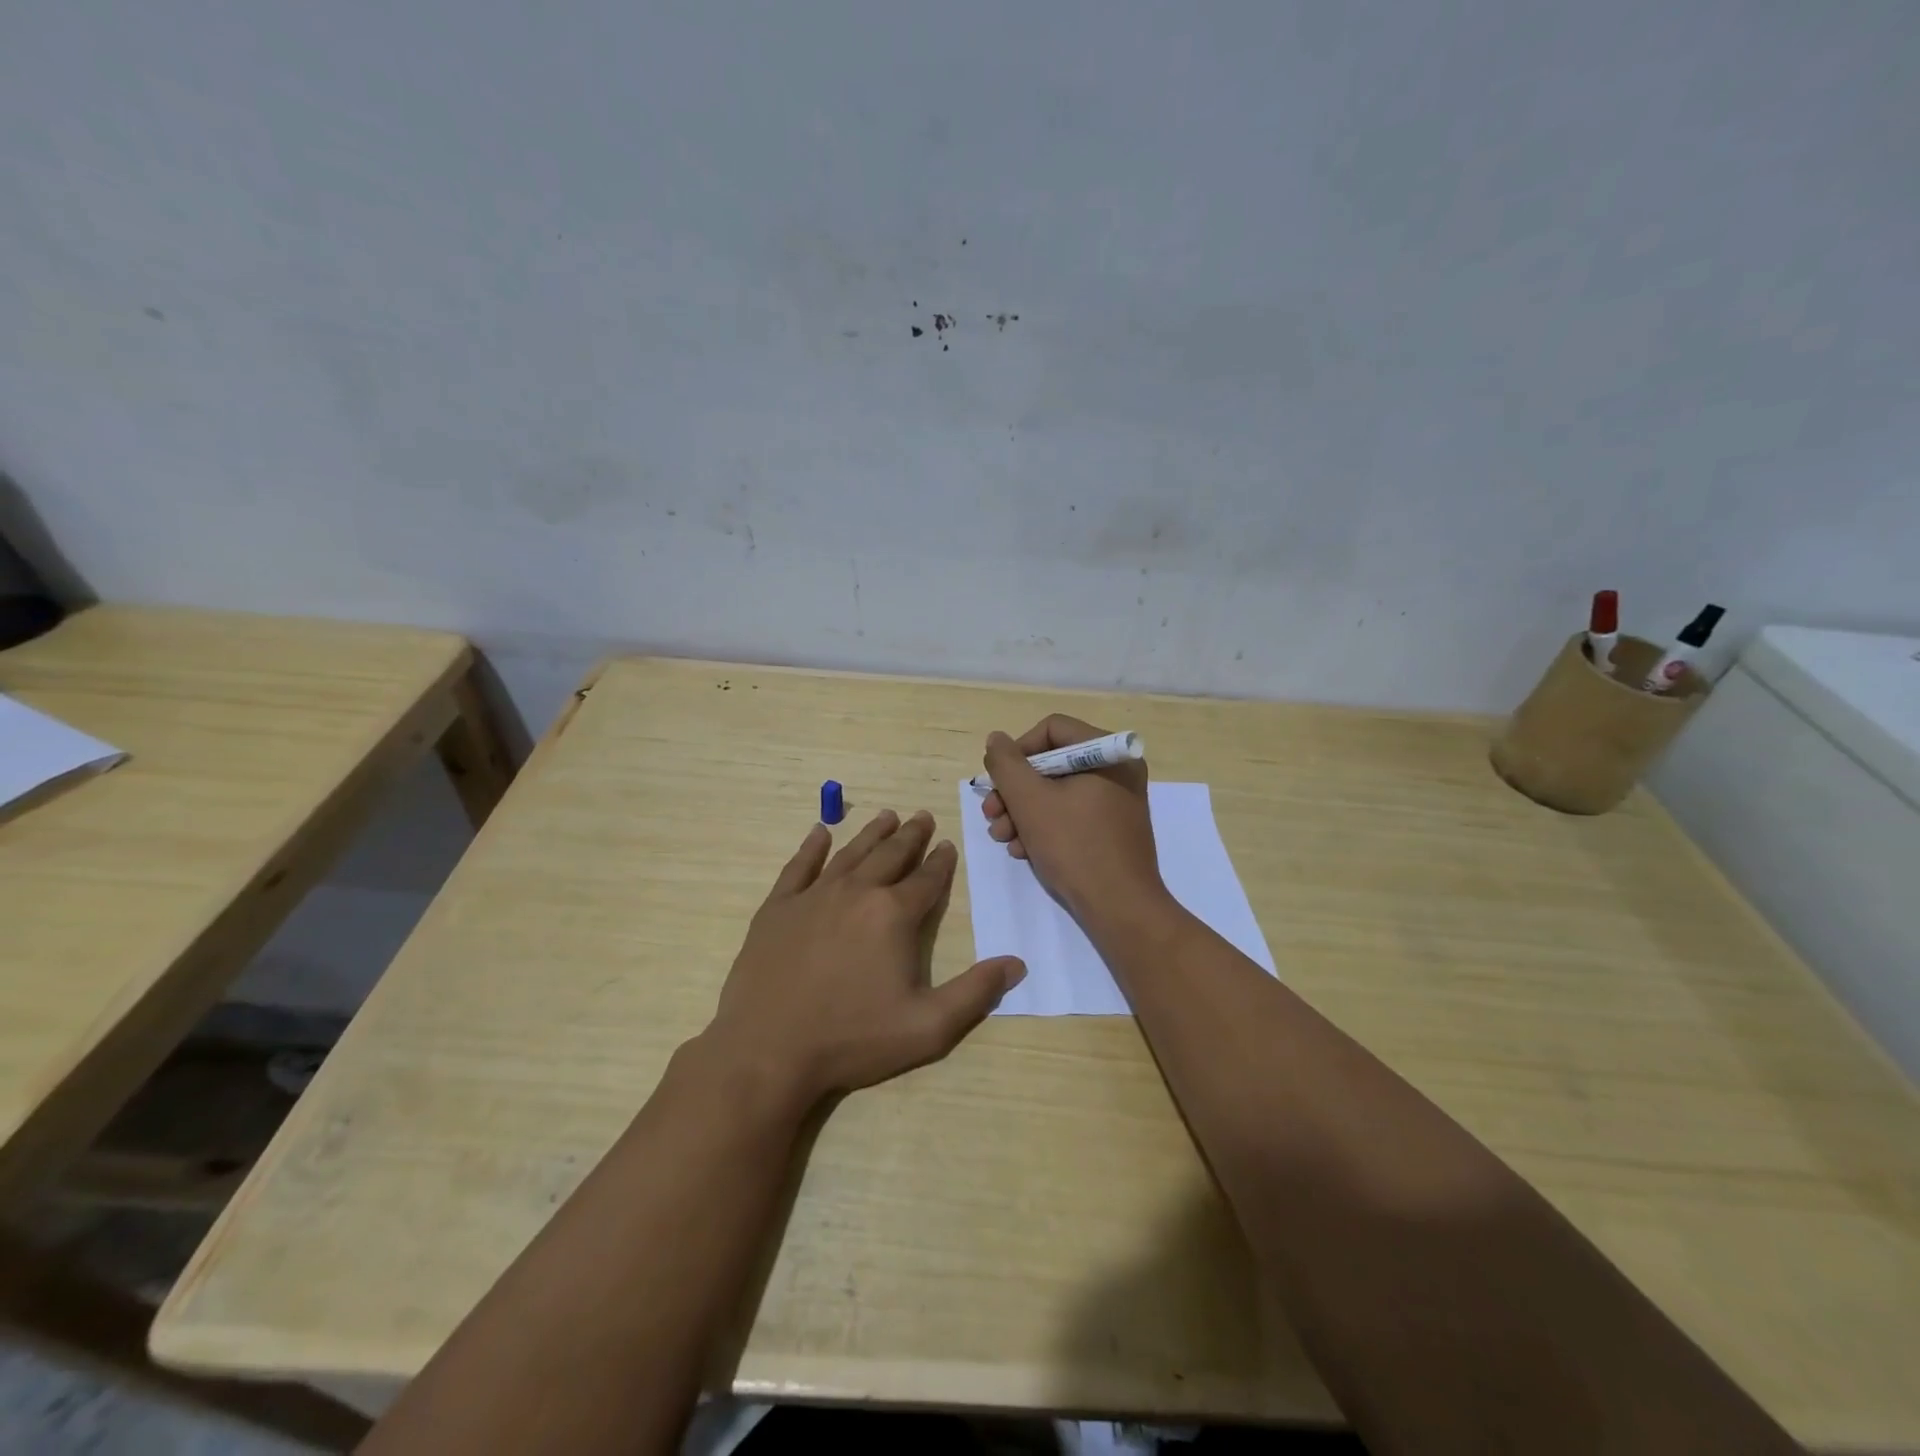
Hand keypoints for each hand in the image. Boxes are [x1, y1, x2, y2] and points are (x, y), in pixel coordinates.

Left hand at [706, 809, 1024, 1106]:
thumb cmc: (852, 1038)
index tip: (947, 845)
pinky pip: (799, 867)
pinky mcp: (778, 907)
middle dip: (910, 836)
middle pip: (890, 855)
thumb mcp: (927, 1026)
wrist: (768, 1049)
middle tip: (921, 816)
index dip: (941, 862)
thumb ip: (975, 993)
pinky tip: (819, 833)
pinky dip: (811, 847)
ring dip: (871, 833)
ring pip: (850, 853)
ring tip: (886, 816)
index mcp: (893, 914)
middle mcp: (856, 892)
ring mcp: (813, 896)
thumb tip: (1017, 963)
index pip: (926, 879)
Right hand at [980, 715, 1165, 925]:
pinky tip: (1024, 850)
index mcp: (1108, 752)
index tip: (997, 781)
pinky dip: (1044, 827)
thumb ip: (1006, 764)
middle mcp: (1117, 769)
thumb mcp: (1029, 800)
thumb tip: (996, 740)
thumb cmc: (1075, 846)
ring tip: (1003, 838)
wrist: (1120, 908)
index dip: (1017, 751)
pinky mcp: (1112, 829)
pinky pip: (1071, 814)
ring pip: (1057, 792)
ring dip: (1022, 812)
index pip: (1051, 729)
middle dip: (1015, 790)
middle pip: (1052, 763)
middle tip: (991, 814)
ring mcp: (1117, 801)